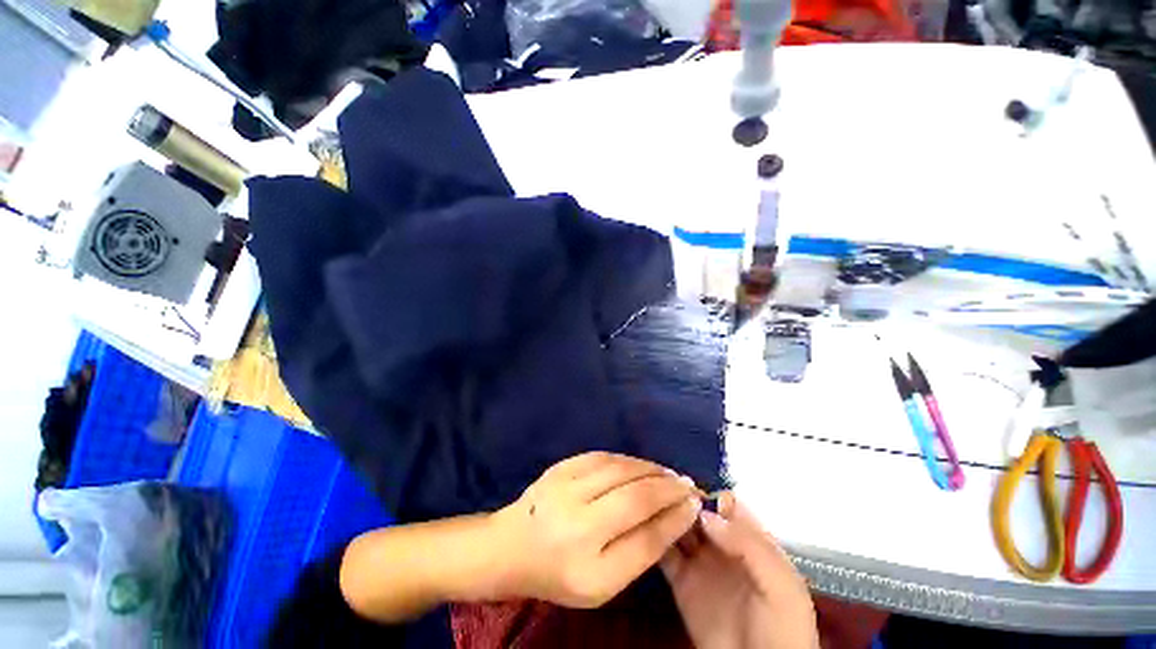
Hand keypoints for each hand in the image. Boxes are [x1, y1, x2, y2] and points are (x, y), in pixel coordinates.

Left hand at [490, 452, 701, 607]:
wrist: (511, 546)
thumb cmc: (560, 573)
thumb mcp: (602, 583)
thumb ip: (639, 551)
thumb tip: (674, 515)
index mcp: (588, 566)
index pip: (646, 538)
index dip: (675, 518)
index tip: (695, 503)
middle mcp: (576, 521)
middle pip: (635, 495)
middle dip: (668, 486)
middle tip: (687, 483)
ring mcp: (565, 487)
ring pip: (621, 469)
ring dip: (650, 469)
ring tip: (668, 473)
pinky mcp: (561, 466)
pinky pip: (603, 457)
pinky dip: (627, 459)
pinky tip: (640, 465)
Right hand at [661, 493, 818, 648]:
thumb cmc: (782, 629)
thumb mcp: (780, 585)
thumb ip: (749, 545)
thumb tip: (706, 514)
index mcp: (751, 541)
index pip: (727, 504)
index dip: (709, 494)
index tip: (688, 488)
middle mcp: (723, 545)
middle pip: (698, 510)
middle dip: (682, 497)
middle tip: (661, 487)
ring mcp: (700, 563)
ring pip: (679, 526)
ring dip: (666, 512)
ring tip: (647, 500)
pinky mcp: (680, 582)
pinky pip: (664, 553)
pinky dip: (653, 536)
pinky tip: (642, 525)